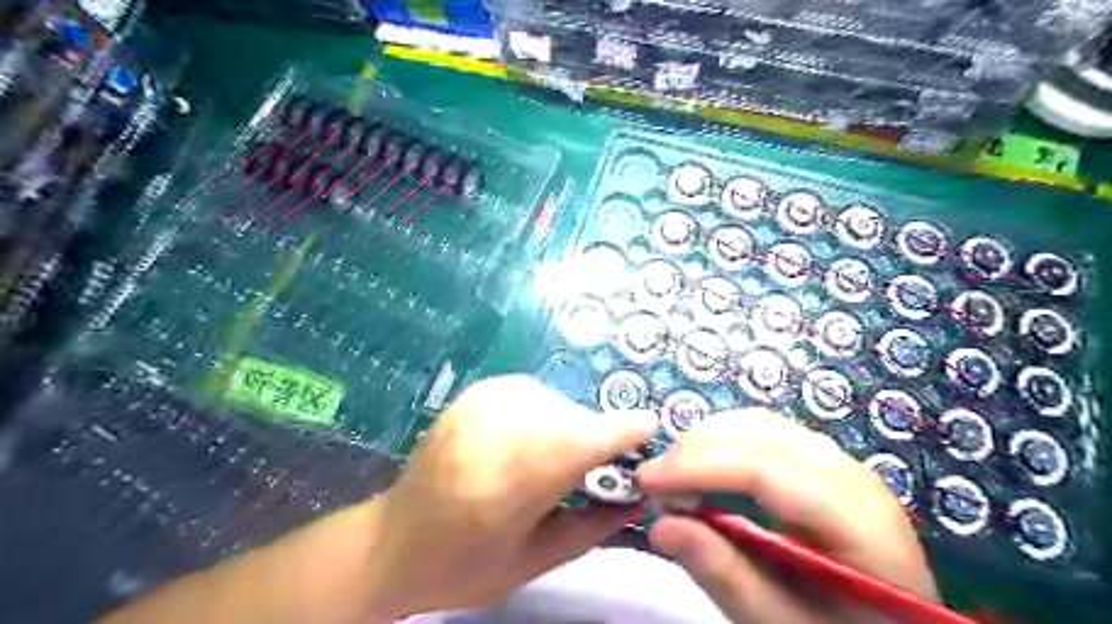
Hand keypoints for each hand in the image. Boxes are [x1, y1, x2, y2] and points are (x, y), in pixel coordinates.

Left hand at [365, 376, 657, 618]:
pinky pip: (531, 391)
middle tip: (589, 471)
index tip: (648, 433)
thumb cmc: (462, 565)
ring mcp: (484, 402)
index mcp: (516, 479)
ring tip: (551, 459)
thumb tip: (639, 498)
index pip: (588, 438)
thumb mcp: (534, 562)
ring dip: (567, 426)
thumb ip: (593, 527)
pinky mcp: (474, 393)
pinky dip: (542, 412)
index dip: (624, 432)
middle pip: (575, 418)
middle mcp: (501, 428)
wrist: (391, 542)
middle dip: (594, 440)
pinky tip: (527, 438)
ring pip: (556, 401)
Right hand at [634, 410, 936, 623]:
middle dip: (696, 451)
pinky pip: (766, 431)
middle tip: (655, 485)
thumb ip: (727, 576)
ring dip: (708, 441)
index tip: (646, 482)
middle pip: (759, 435)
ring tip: (677, 477)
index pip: (765, 469)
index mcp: (854, 518)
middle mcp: (849, 472)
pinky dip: (726, 441)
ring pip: (759, 424)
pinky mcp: (823, 459)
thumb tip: (661, 526)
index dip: (699, 468)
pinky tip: (709, 468)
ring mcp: (838, 459)